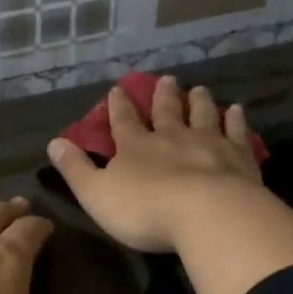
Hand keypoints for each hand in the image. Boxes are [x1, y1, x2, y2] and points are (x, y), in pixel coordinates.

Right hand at [46, 76, 264, 252]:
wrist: (207, 214)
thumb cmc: (145, 209)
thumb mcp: (96, 194)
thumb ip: (76, 169)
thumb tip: (54, 143)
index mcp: (135, 147)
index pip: (123, 121)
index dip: (118, 106)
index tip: (118, 89)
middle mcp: (172, 137)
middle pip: (167, 112)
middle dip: (163, 96)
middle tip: (166, 80)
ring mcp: (208, 143)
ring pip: (202, 115)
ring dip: (199, 102)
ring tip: (199, 89)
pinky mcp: (239, 157)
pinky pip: (236, 132)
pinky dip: (235, 120)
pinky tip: (236, 110)